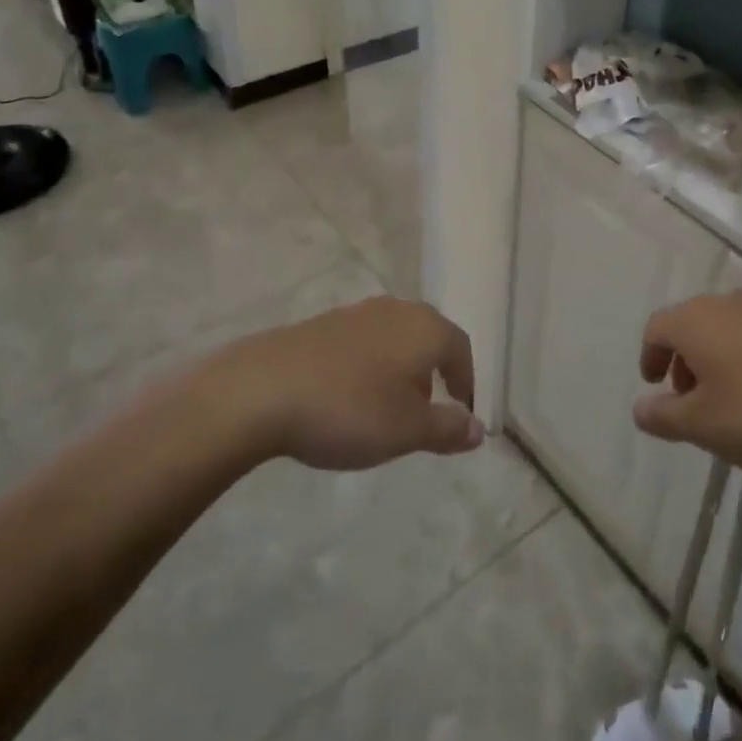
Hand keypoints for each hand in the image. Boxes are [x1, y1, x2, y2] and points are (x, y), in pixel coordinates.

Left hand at [211, 297, 483, 469]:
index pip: (461, 349)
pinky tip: (348, 395)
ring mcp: (357, 312)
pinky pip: (362, 342)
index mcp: (426, 328)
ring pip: (394, 338)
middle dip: (433, 373)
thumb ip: (447, 428)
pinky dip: (368, 366)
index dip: (466, 381)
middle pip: (428, 337)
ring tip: (386, 407)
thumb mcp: (406, 430)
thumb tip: (478, 427)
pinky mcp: (324, 322)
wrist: (263, 388)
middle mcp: (397, 310)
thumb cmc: (349, 409)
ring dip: (399, 369)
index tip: (461, 412)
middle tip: (426, 411)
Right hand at [633, 291, 741, 473]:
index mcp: (696, 320)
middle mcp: (729, 303)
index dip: (650, 357)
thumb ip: (665, 417)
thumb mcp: (705, 426)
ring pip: (730, 329)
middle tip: (692, 400)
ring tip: (734, 401)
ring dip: (721, 359)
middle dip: (686, 361)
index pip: (657, 328)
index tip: (655, 385)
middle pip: (694, 325)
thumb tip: (640, 408)